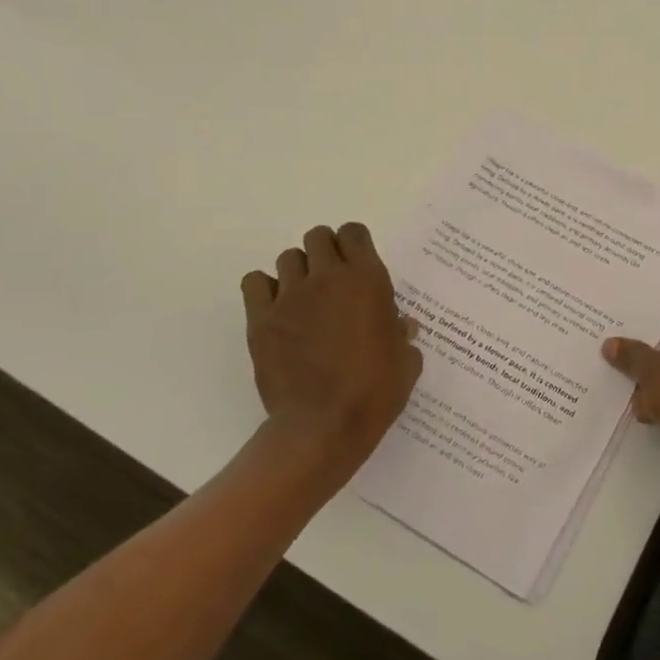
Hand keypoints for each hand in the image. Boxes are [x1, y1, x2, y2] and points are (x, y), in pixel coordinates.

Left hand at [240, 223, 422, 496]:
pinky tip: (276, 310)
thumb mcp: (405, 362)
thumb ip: (403, 336)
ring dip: (299, 272)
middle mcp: (328, 278)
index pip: (354, 233)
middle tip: (332, 282)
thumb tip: (402, 326)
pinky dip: (264, 289)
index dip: (355, 244)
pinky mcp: (261, 319)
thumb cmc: (375, 392)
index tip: (358, 265)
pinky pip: (255, 282)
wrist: (324, 426)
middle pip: (318, 237)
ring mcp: (290, 296)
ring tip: (305, 299)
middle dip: (326, 252)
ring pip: (288, 258)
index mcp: (368, 280)